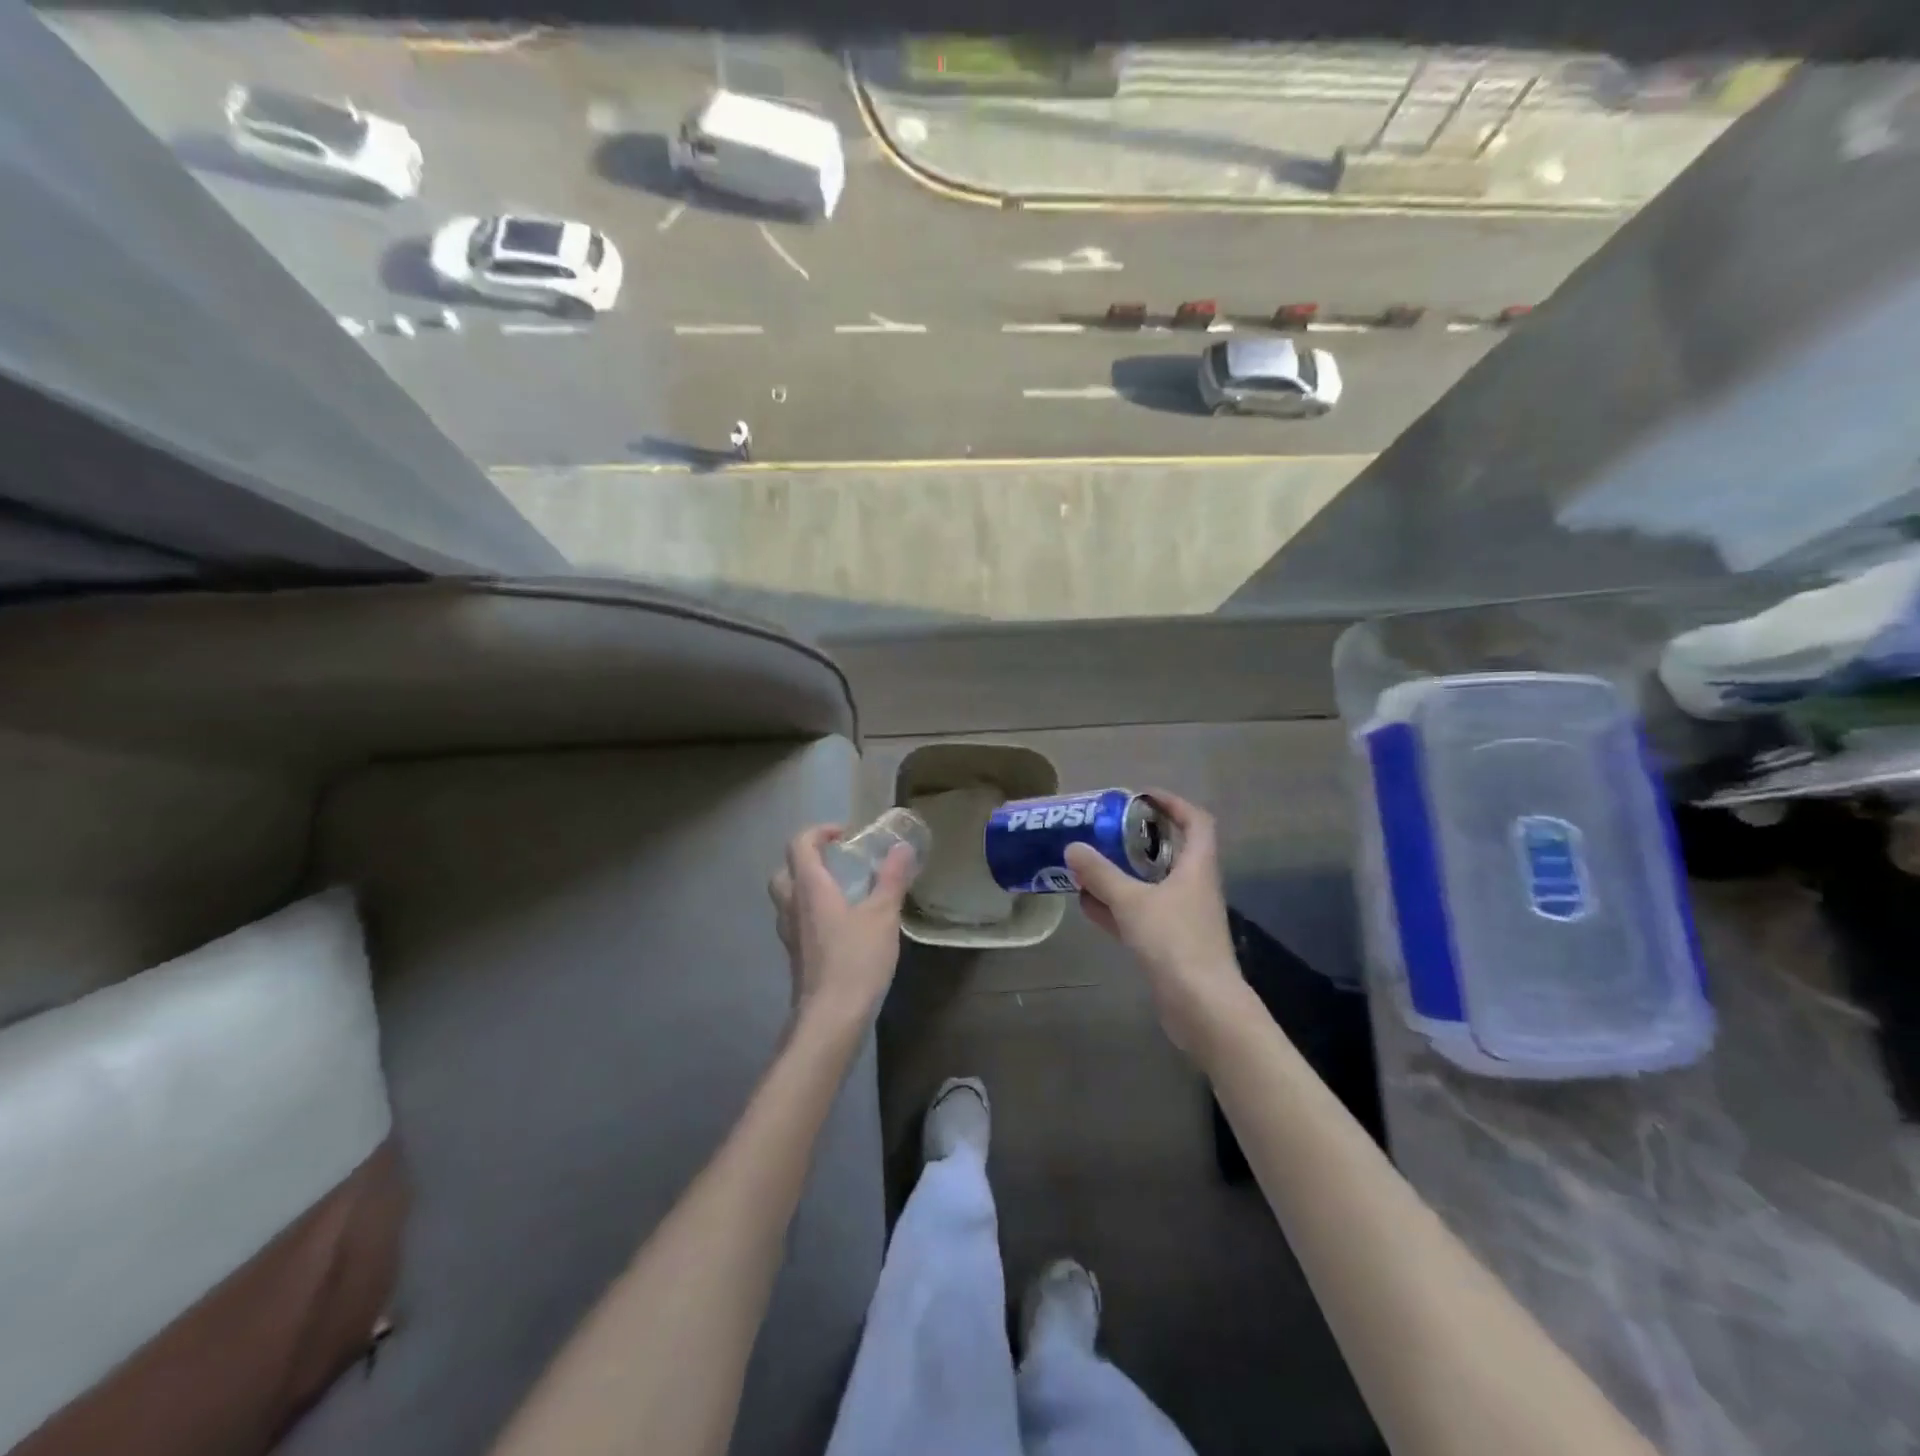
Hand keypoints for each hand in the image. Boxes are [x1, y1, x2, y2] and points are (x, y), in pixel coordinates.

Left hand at [768, 825, 914, 1025]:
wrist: (830, 1018)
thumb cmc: (855, 959)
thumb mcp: (882, 915)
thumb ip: (892, 879)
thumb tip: (901, 847)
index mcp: (809, 888)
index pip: (799, 845)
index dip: (819, 832)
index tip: (845, 834)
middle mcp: (793, 907)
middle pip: (784, 872)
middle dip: (806, 860)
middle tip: (836, 863)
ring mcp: (791, 935)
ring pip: (788, 900)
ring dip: (808, 888)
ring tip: (843, 893)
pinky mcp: (797, 958)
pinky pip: (798, 923)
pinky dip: (813, 915)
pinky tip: (842, 927)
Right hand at [1065, 791, 1247, 1055]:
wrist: (1201, 1006)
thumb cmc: (1174, 941)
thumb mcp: (1131, 901)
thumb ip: (1101, 874)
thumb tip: (1073, 847)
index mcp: (1197, 867)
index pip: (1196, 822)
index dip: (1173, 804)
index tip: (1141, 797)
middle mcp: (1194, 887)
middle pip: (1171, 852)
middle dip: (1138, 840)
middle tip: (1106, 831)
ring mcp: (1184, 918)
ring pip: (1152, 886)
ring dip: (1124, 875)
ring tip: (1089, 865)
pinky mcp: (1171, 945)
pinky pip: (1142, 915)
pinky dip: (1118, 908)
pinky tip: (1088, 906)